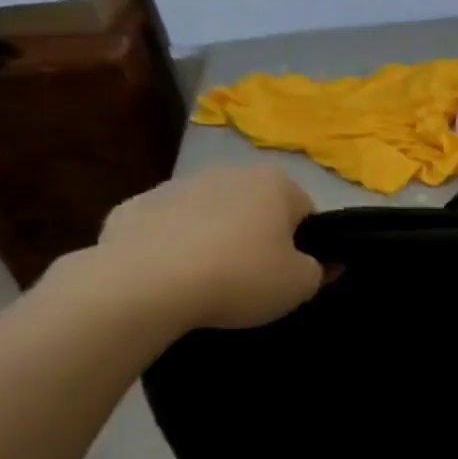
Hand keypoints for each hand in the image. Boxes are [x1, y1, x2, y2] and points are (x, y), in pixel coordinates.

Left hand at [92, 166, 324, 329]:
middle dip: (257, 236)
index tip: (292, 272)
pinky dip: (170, 247)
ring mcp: (175, 186)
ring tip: (207, 281)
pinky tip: (168, 278)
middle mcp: (228, 173)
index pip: (305, 211)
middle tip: (253, 278)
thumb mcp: (300, 285)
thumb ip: (321, 270)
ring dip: (213, 239)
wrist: (142, 286)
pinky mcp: (130, 208)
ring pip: (209, 215)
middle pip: (255, 208)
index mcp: (276, 184)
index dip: (304, 244)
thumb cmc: (240, 277)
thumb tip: (327, 263)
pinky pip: (165, 229)